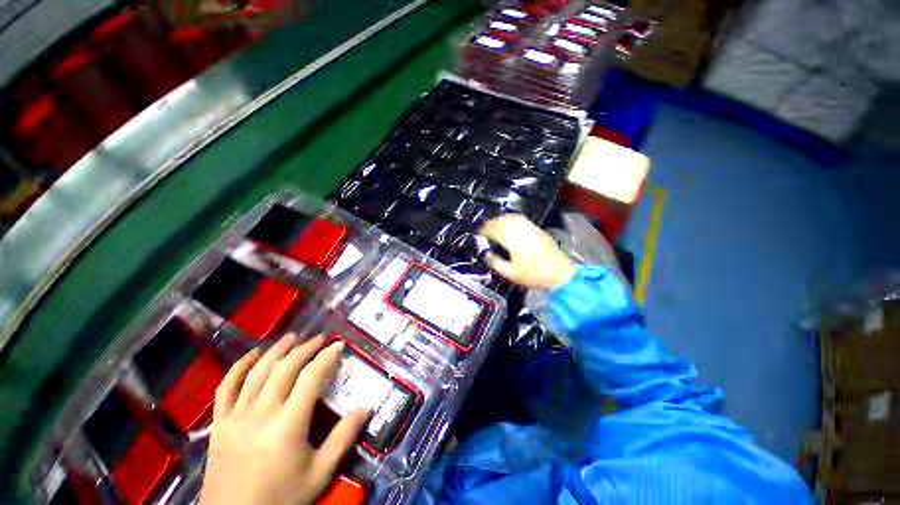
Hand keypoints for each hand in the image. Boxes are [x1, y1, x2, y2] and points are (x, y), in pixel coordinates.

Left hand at [200, 334, 369, 504]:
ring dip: (276, 351)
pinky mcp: (219, 424)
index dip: (327, 357)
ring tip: (291, 337)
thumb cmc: (282, 497)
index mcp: (288, 424)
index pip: (311, 377)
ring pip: (257, 372)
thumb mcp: (320, 473)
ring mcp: (236, 417)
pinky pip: (226, 388)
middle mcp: (261, 413)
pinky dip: (238, 367)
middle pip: (284, 369)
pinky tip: (252, 355)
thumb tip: (367, 407)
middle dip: (305, 348)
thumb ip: (344, 438)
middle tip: (319, 338)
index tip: (338, 345)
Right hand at [480, 214, 574, 289]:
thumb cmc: (534, 276)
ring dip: (502, 219)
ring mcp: (531, 229)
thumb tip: (486, 254)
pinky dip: (512, 219)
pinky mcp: (538, 230)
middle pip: (503, 221)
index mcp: (513, 241)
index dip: (486, 230)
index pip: (495, 230)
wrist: (560, 274)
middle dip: (492, 223)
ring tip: (495, 225)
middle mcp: (521, 231)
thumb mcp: (511, 274)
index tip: (480, 233)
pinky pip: (522, 219)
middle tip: (485, 229)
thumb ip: (496, 263)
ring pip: (513, 218)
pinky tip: (510, 224)